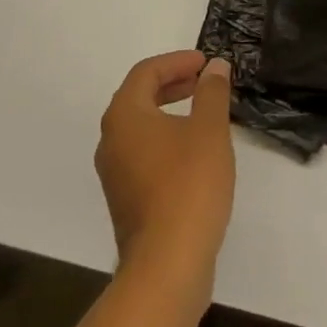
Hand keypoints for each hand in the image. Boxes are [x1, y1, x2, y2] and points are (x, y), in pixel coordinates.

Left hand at [95, 50, 234, 296]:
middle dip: (172, 83)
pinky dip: (166, 140)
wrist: (167, 266)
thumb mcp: (209, 130)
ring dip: (169, 112)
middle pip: (139, 97)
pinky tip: (194, 153)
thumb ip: (212, 92)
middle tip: (203, 81)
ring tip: (203, 113)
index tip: (205, 63)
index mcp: (124, 115)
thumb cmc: (188, 186)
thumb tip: (215, 67)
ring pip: (140, 127)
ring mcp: (114, 173)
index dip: (177, 61)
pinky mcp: (125, 200)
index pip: (146, 72)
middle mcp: (111, 140)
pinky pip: (143, 153)